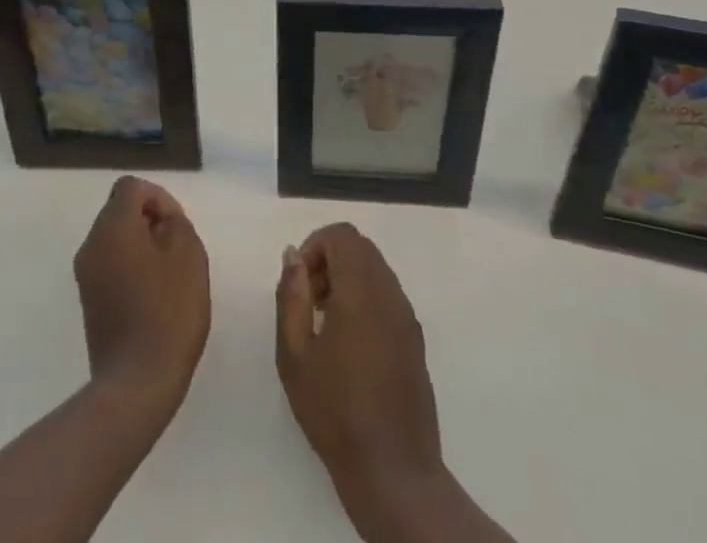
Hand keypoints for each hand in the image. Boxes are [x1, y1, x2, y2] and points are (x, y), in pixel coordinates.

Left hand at [74, 176, 210, 413]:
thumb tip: (160, 218)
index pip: (131, 187)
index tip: (176, 225)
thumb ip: (174, 221)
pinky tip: (153, 296)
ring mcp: (86, 275)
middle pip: (119, 210)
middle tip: (177, 249)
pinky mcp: (89, 302)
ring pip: (115, 238)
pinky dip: (131, 268)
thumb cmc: (168, 312)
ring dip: (141, 245)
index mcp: (112, 226)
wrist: (137, 384)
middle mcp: (91, 244)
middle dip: (149, 220)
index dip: (158, 197)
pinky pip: (110, 265)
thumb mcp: (188, 254)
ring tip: (168, 275)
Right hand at [275, 223, 443, 495]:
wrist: (393, 471)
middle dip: (330, 259)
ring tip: (324, 322)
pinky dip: (365, 297)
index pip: (342, 235)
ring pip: (376, 270)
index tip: (299, 279)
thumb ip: (291, 296)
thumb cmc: (335, 411)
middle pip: (360, 248)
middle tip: (308, 298)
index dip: (316, 244)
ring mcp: (407, 316)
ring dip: (347, 278)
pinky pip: (388, 295)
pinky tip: (348, 342)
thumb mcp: (295, 354)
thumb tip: (293, 255)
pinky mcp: (415, 339)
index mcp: (361, 290)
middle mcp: (389, 293)